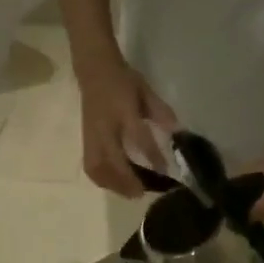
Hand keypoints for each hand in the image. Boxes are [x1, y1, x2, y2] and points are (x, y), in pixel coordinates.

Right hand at [78, 61, 177, 196]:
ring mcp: (92, 137)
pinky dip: (102, 180)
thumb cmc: (122, 80)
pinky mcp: (86, 142)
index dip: (152, 155)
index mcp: (122, 111)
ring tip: (128, 193)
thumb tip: (178, 133)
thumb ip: (161, 112)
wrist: (94, 69)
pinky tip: (113, 185)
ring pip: (98, 169)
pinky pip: (91, 167)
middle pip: (112, 161)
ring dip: (113, 184)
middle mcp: (105, 128)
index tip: (164, 171)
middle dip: (126, 180)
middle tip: (141, 193)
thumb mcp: (145, 91)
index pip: (138, 138)